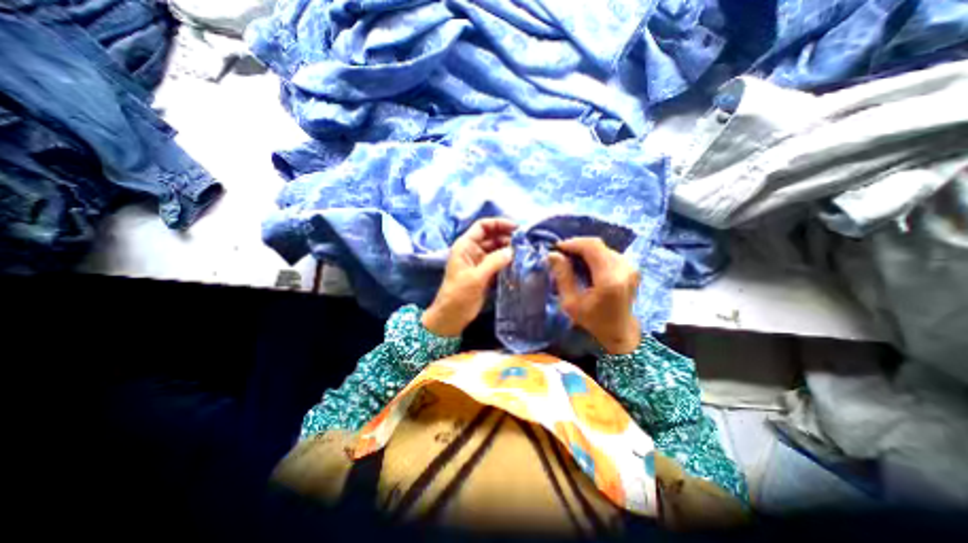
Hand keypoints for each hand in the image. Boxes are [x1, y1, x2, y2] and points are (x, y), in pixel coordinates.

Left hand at [422, 218, 517, 337]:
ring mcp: (480, 262)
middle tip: (525, 242)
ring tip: (524, 253)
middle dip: (507, 237)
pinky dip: (508, 261)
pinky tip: (519, 263)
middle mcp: (473, 250)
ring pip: (497, 249)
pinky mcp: (486, 273)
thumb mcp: (476, 277)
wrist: (452, 316)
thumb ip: (494, 262)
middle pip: (492, 237)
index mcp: (465, 246)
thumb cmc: (458, 294)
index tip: (516, 228)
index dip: (498, 223)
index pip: (483, 226)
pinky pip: (499, 262)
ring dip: (509, 250)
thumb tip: (512, 251)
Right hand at [543, 238, 641, 356]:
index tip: (556, 248)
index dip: (573, 243)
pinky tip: (584, 264)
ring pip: (603, 247)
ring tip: (571, 259)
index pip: (592, 247)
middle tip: (561, 254)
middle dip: (577, 246)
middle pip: (597, 245)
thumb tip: (553, 254)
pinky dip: (594, 254)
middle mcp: (624, 268)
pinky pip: (608, 253)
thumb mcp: (570, 303)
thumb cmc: (593, 320)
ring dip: (585, 250)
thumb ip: (562, 276)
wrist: (620, 331)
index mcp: (609, 279)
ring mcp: (630, 267)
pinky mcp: (631, 267)